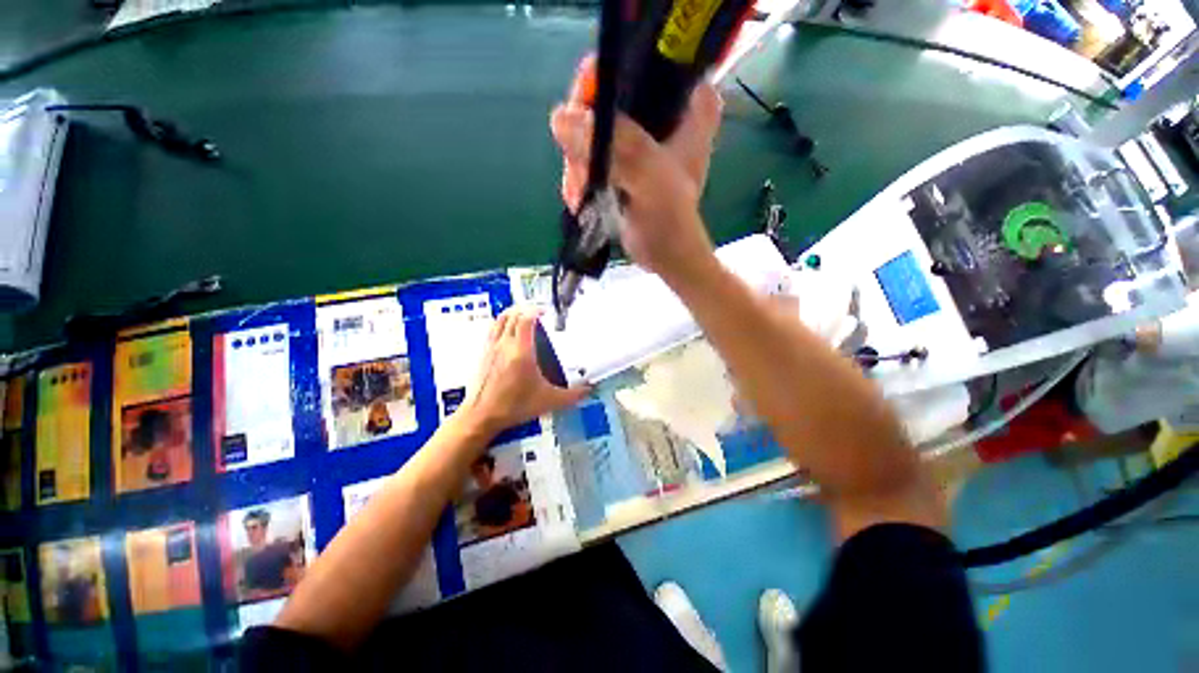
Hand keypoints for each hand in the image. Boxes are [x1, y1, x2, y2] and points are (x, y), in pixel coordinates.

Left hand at [456, 307, 590, 436]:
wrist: (483, 416)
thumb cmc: (515, 406)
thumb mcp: (549, 401)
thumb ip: (572, 395)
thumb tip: (589, 389)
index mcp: (521, 352)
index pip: (526, 319)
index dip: (537, 310)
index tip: (547, 312)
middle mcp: (505, 345)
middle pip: (513, 314)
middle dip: (527, 308)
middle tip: (540, 313)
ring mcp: (492, 347)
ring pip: (501, 318)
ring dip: (514, 312)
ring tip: (526, 315)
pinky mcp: (485, 353)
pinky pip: (494, 328)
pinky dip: (504, 321)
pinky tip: (511, 329)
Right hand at [549, 57, 722, 280]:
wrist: (667, 255)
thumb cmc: (670, 220)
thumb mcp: (652, 179)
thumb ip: (619, 147)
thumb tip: (561, 118)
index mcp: (687, 102)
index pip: (638, 62)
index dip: (604, 81)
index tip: (583, 114)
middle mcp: (664, 110)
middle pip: (605, 97)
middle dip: (583, 134)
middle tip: (580, 169)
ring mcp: (640, 136)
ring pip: (591, 127)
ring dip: (577, 161)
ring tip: (579, 193)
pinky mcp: (623, 159)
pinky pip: (588, 151)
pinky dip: (579, 173)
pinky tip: (579, 196)